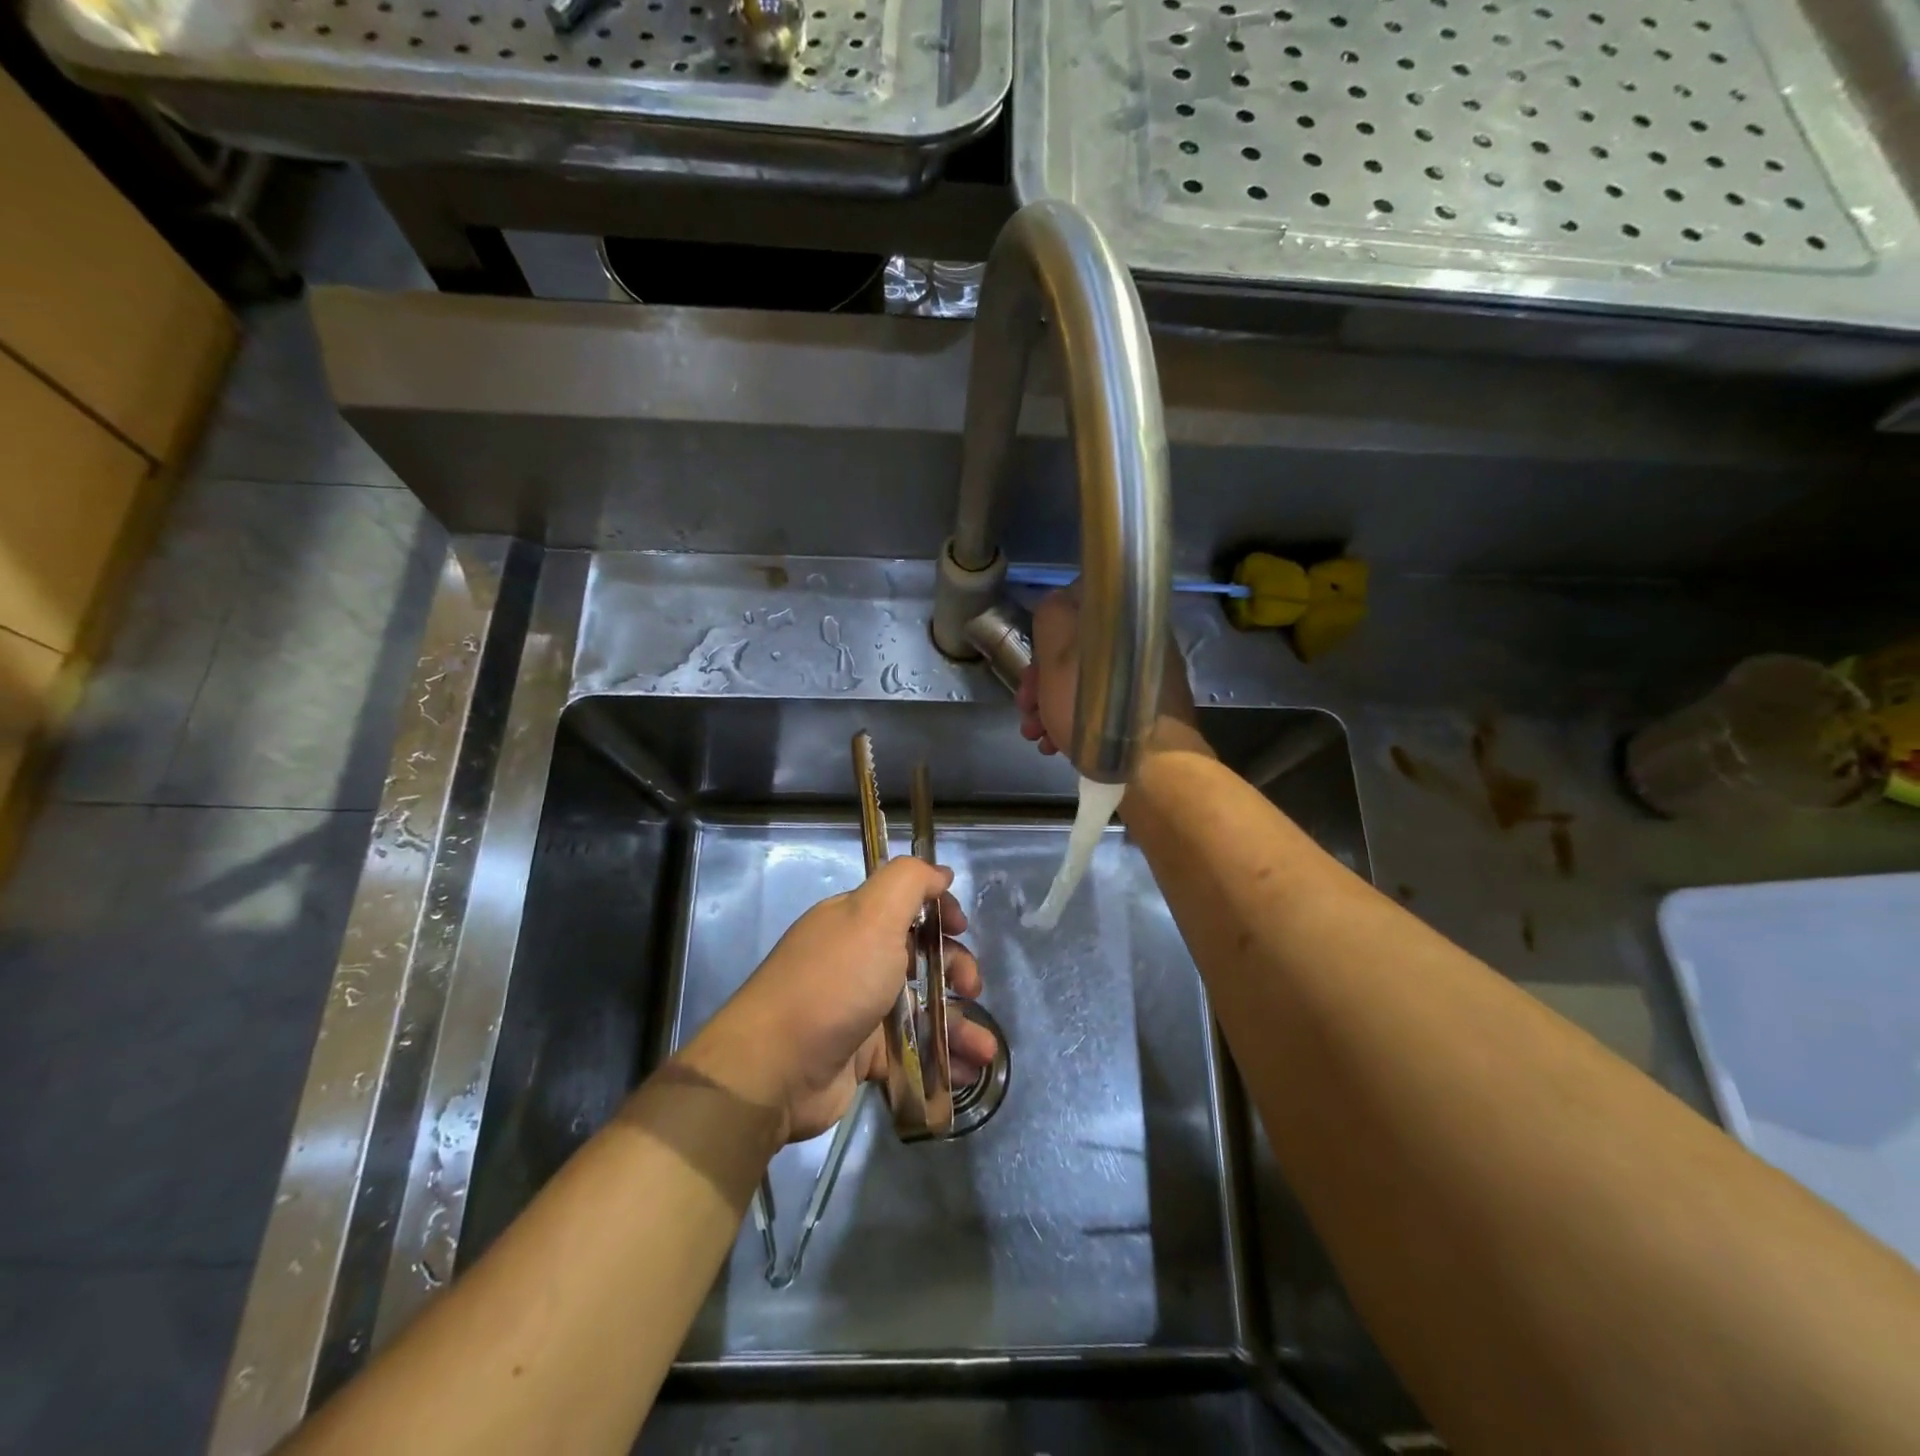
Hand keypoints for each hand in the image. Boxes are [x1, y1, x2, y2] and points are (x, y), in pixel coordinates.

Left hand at [691, 858, 998, 1142]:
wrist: (775, 1069)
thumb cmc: (833, 982)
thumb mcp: (873, 914)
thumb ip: (910, 881)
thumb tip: (941, 872)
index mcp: (856, 921)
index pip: (906, 904)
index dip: (938, 911)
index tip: (960, 927)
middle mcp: (857, 959)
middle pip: (920, 956)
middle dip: (956, 968)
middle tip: (971, 988)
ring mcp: (860, 1009)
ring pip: (922, 1007)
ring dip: (959, 1023)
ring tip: (984, 1047)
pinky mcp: (863, 1055)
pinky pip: (913, 1051)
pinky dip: (943, 1060)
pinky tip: (969, 1071)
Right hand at [1016, 585, 1210, 768]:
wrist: (1150, 768)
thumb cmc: (1096, 710)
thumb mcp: (1059, 654)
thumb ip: (1052, 618)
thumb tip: (1055, 608)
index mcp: (1126, 620)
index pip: (1075, 611)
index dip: (1043, 639)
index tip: (1029, 672)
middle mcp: (1141, 643)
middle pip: (1077, 653)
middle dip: (1042, 682)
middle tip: (1026, 712)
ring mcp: (1146, 681)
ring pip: (1086, 683)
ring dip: (1052, 707)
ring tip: (1037, 737)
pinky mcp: (1148, 713)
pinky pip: (1103, 707)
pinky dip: (1076, 722)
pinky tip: (1057, 746)